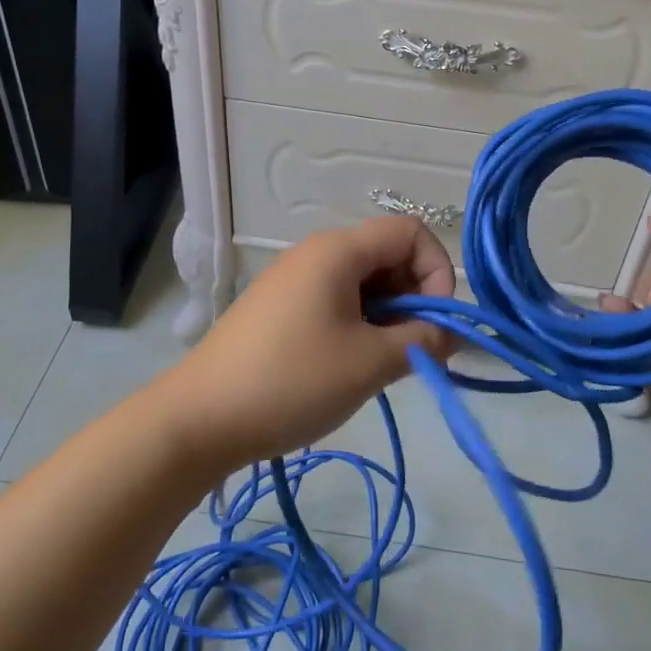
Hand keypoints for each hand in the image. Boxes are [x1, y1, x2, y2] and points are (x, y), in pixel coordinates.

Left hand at [158, 216, 456, 474]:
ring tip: (382, 363)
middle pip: (387, 255)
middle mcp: (315, 253)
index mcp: (337, 251)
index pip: (410, 233)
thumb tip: (449, 333)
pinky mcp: (279, 308)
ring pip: (363, 282)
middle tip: (414, 350)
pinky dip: (358, 324)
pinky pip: (336, 300)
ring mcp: (293, 280)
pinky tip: (349, 365)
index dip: (437, 271)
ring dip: (387, 317)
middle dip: (414, 298)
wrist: (202, 417)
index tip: (434, 324)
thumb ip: (422, 341)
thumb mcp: (370, 363)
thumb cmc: (293, 380)